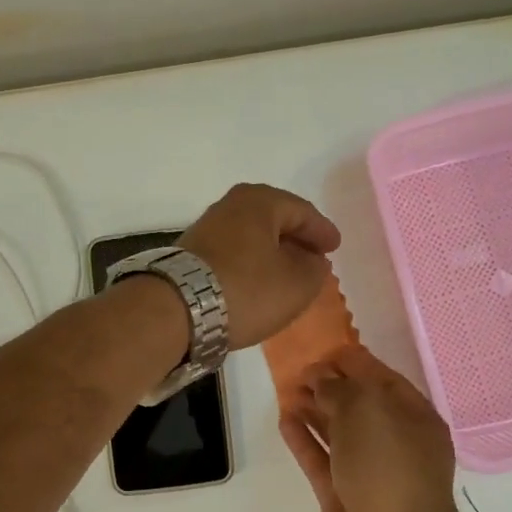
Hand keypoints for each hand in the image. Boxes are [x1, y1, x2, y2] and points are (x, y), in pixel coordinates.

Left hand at [177, 184, 341, 350]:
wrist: (176, 310)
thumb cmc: (246, 289)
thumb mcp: (297, 284)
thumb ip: (315, 269)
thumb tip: (313, 261)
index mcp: (260, 201)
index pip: (302, 211)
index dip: (322, 231)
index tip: (335, 247)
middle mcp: (230, 206)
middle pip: (273, 220)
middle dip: (295, 239)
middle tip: (313, 258)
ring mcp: (206, 228)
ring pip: (251, 237)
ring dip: (271, 254)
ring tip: (287, 274)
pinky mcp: (190, 254)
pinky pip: (233, 254)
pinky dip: (250, 265)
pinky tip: (256, 283)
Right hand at [278, 348, 458, 511]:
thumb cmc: (387, 463)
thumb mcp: (366, 409)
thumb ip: (339, 388)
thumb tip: (320, 378)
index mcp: (416, 419)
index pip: (384, 381)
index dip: (355, 364)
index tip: (323, 351)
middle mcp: (396, 444)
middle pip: (360, 408)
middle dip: (331, 387)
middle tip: (299, 371)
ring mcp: (369, 474)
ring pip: (339, 434)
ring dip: (314, 412)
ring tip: (287, 391)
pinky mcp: (342, 498)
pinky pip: (322, 461)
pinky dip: (304, 441)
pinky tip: (285, 420)